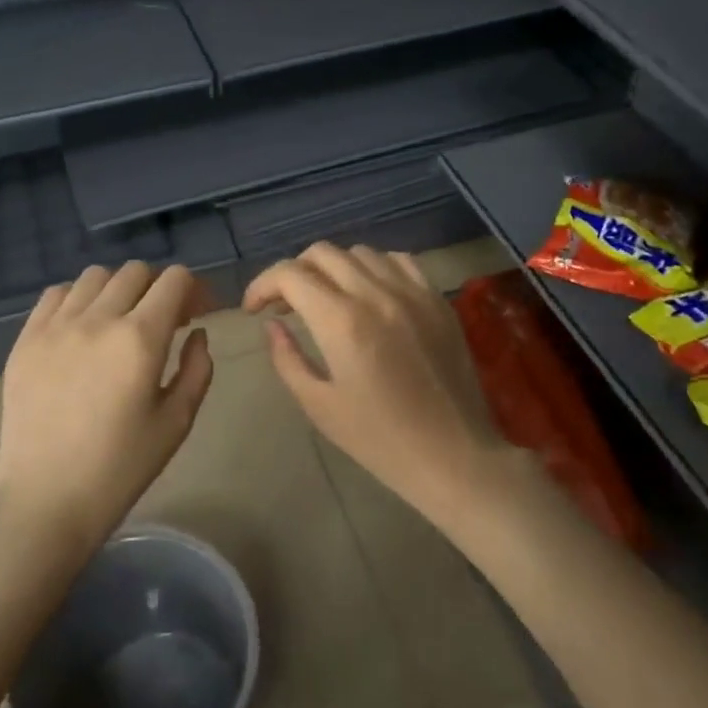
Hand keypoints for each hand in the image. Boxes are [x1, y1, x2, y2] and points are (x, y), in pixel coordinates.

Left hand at [0, 262, 214, 554]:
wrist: (46, 502)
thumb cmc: (121, 468)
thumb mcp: (177, 422)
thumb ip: (197, 368)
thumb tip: (197, 333)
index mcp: (141, 339)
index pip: (174, 280)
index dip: (194, 289)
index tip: (198, 313)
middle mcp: (97, 320)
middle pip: (136, 272)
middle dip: (160, 288)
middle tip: (165, 320)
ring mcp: (55, 327)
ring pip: (95, 277)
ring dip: (119, 289)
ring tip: (121, 320)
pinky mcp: (25, 341)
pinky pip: (56, 295)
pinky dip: (78, 299)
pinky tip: (84, 327)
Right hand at [243, 243, 505, 527]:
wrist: (453, 455)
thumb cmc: (379, 440)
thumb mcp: (320, 406)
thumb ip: (287, 358)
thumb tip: (271, 324)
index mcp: (342, 322)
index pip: (291, 275)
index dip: (262, 284)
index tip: (254, 309)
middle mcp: (377, 294)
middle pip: (322, 253)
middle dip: (294, 273)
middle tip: (286, 305)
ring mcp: (413, 292)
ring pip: (360, 252)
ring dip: (333, 268)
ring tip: (327, 298)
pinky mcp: (438, 299)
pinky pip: (399, 261)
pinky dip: (374, 267)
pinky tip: (370, 293)